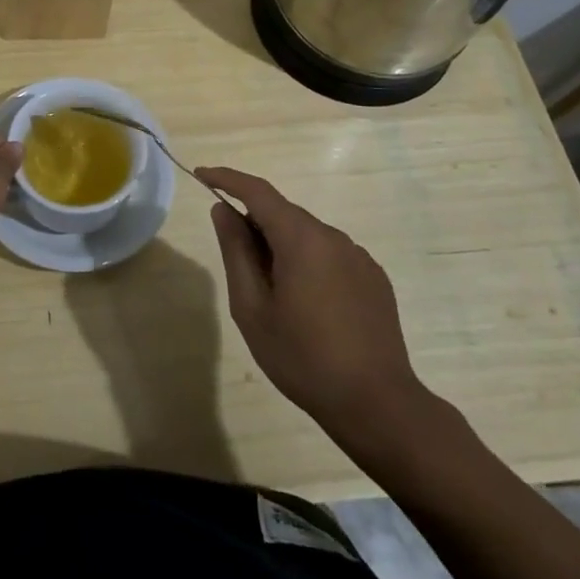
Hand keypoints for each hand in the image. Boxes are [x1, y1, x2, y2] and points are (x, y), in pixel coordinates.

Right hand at [199, 165, 446, 467]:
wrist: (377, 403)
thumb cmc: (302, 357)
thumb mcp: (252, 308)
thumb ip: (236, 251)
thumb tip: (223, 210)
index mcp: (302, 239)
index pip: (258, 191)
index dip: (227, 178)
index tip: (202, 175)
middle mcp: (334, 237)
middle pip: (284, 214)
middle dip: (254, 224)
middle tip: (235, 262)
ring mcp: (358, 257)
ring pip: (307, 236)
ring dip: (282, 247)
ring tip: (272, 295)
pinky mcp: (374, 278)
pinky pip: (330, 255)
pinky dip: (308, 263)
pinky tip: (307, 305)